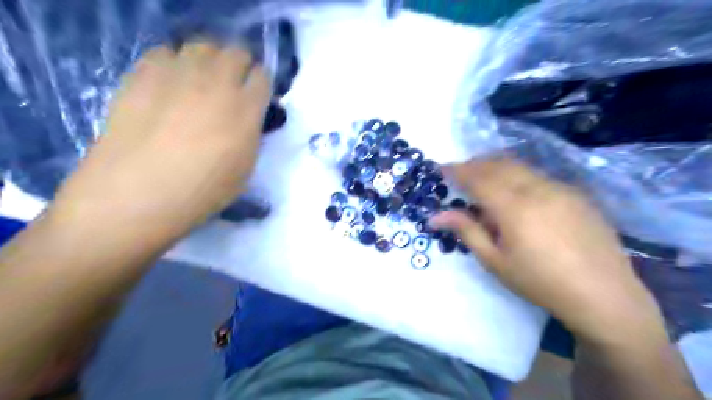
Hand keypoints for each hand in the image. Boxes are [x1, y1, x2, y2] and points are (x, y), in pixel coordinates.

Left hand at [48, 42, 268, 238]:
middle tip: (232, 86)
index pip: (262, 77)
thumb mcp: (245, 168)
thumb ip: (250, 135)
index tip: (256, 97)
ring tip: (202, 82)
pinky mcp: (143, 75)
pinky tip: (170, 85)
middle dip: (239, 66)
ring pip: (202, 45)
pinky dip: (174, 63)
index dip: (260, 84)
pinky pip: (165, 52)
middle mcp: (216, 84)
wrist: (139, 193)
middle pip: (235, 52)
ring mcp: (178, 75)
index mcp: (245, 110)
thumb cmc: (202, 191)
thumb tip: (246, 118)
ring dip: (209, 60)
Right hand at [428, 158, 661, 339]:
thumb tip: (436, 216)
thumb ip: (466, 231)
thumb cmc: (540, 282)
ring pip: (519, 167)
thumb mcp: (495, 261)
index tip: (440, 168)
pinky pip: (538, 175)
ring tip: (483, 179)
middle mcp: (536, 189)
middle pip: (497, 165)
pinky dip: (517, 175)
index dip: (456, 170)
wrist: (604, 295)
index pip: (477, 178)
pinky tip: (516, 192)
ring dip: (495, 167)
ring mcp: (559, 188)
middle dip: (474, 165)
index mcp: (513, 207)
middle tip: (459, 173)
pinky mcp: (575, 193)